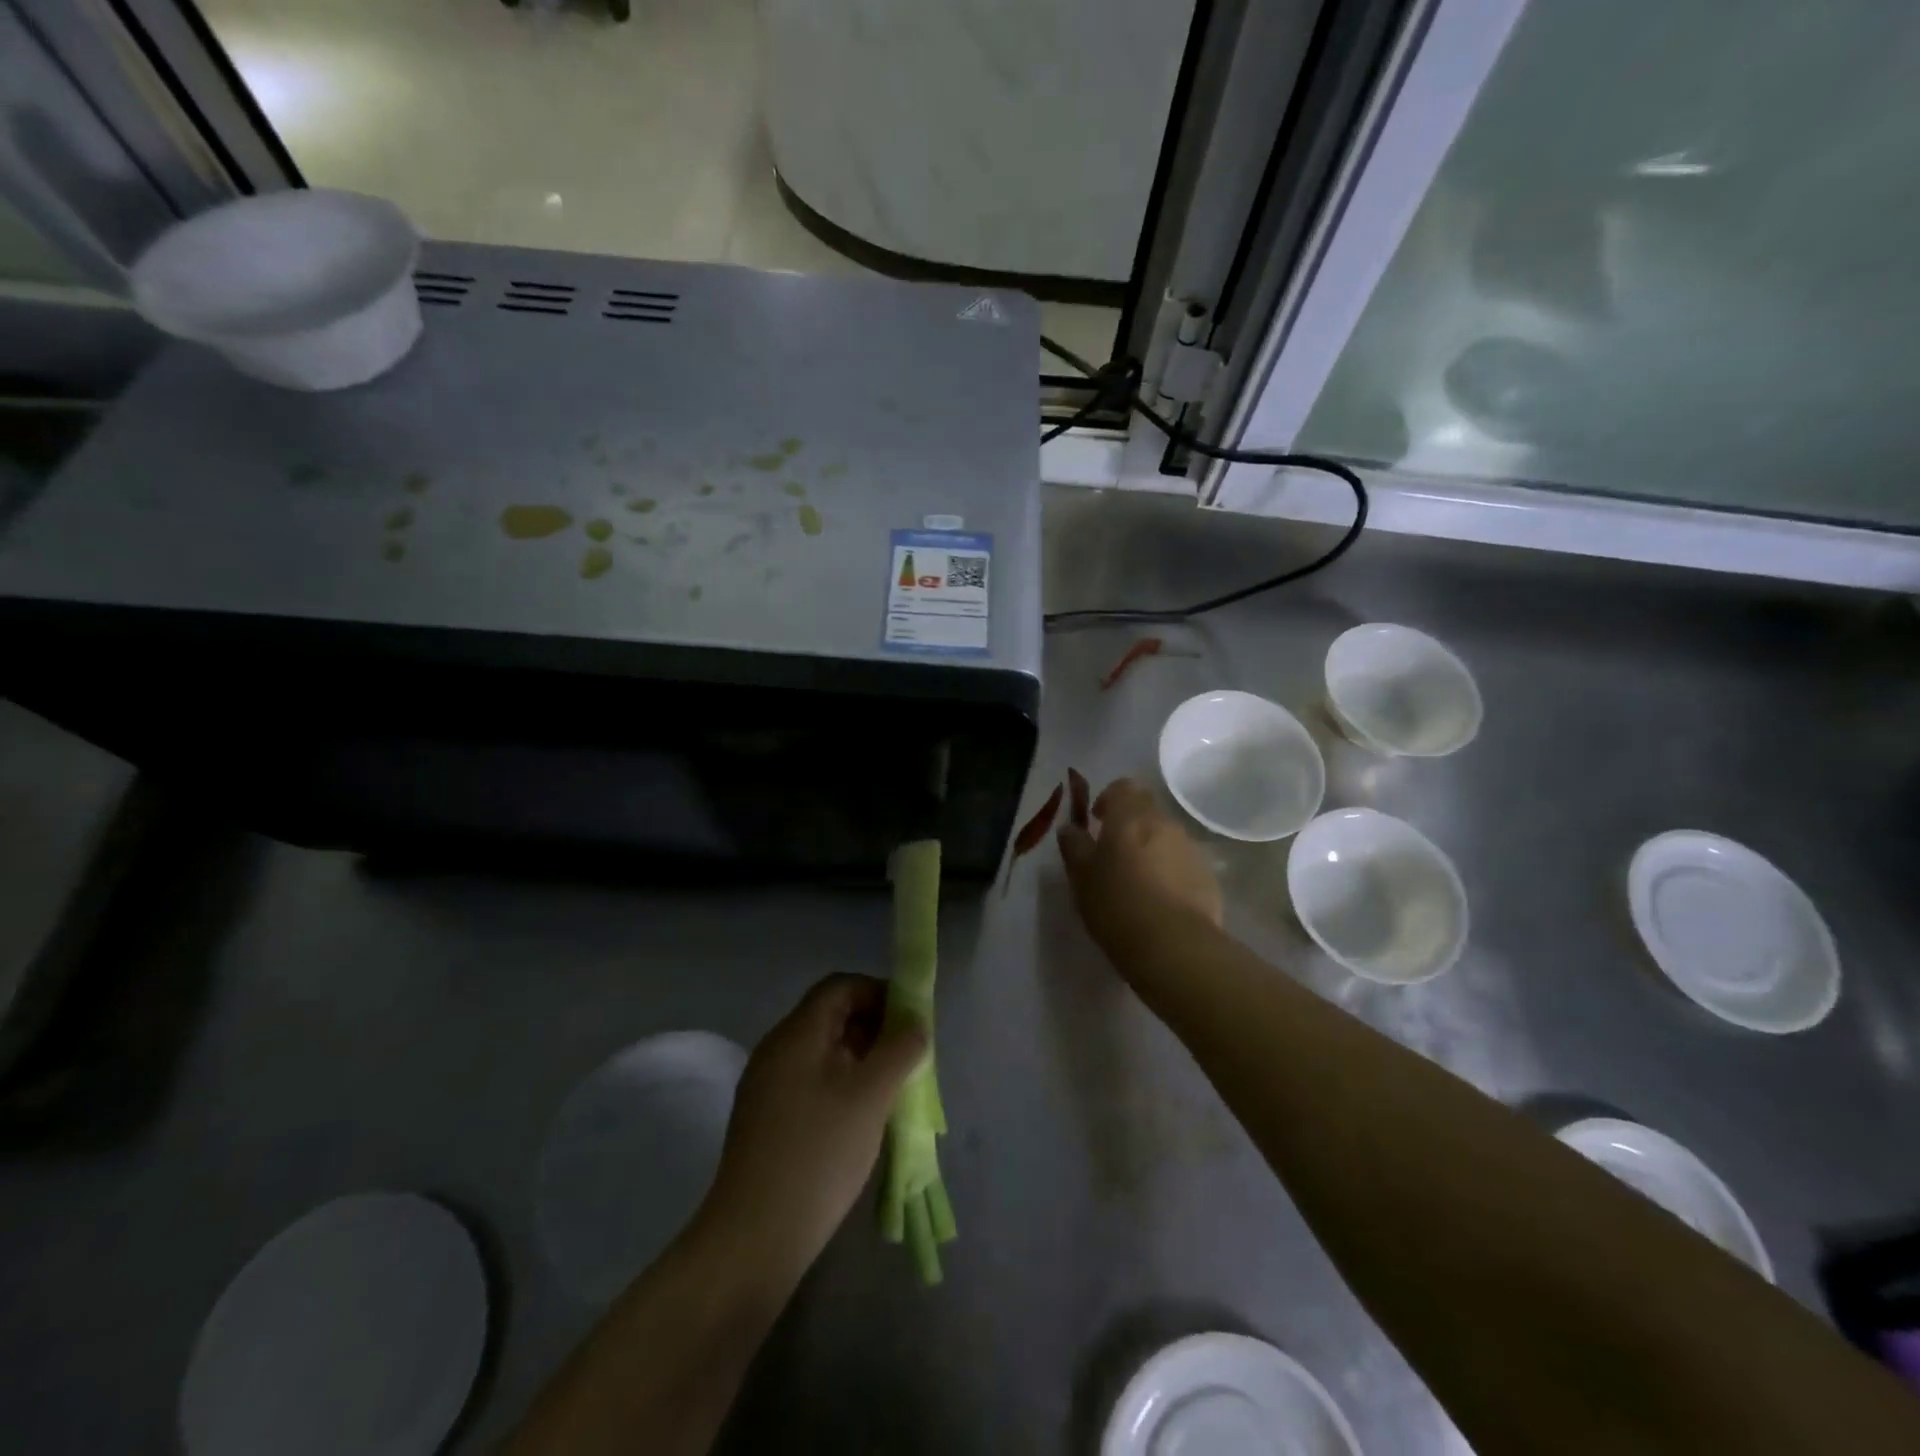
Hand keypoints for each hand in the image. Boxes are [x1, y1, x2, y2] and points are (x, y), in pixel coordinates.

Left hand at [699, 975, 925, 1281]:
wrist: (753, 1238)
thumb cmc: (818, 1153)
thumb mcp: (870, 1096)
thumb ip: (898, 1050)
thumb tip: (915, 1023)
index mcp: (796, 1033)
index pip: (840, 986)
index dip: (878, 993)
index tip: (911, 1021)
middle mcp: (777, 1049)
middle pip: (831, 1016)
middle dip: (874, 1027)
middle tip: (909, 1057)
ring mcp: (768, 1086)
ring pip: (823, 1052)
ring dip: (862, 1058)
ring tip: (893, 1089)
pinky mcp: (767, 1119)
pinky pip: (812, 1081)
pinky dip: (843, 1084)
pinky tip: (862, 1117)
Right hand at [1056, 775, 1222, 954]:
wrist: (1175, 946)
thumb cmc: (1117, 905)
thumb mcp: (1081, 877)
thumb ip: (1074, 846)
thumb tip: (1070, 829)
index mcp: (1130, 816)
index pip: (1122, 786)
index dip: (1108, 799)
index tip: (1097, 822)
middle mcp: (1164, 823)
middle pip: (1147, 809)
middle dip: (1130, 824)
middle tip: (1114, 854)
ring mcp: (1190, 849)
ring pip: (1166, 837)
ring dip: (1151, 848)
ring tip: (1137, 882)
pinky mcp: (1208, 877)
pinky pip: (1183, 863)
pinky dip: (1170, 872)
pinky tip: (1160, 902)